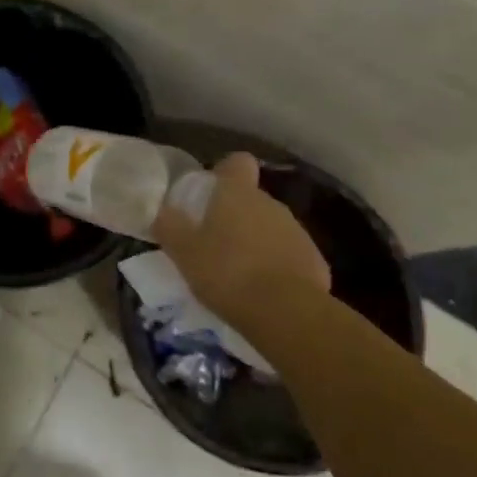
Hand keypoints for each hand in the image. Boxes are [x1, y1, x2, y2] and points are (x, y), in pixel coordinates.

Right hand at [153, 153, 331, 338]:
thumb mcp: (184, 252)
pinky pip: (289, 255)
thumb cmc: (227, 273)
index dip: (225, 172)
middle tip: (214, 242)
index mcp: (238, 194)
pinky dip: (277, 266)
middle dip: (236, 215)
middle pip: (252, 199)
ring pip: (271, 227)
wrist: (286, 313)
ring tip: (238, 272)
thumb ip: (170, 227)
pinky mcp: (315, 261)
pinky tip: (263, 291)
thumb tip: (161, 211)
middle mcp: (271, 204)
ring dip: (256, 242)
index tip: (212, 191)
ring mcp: (297, 231)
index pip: (237, 162)